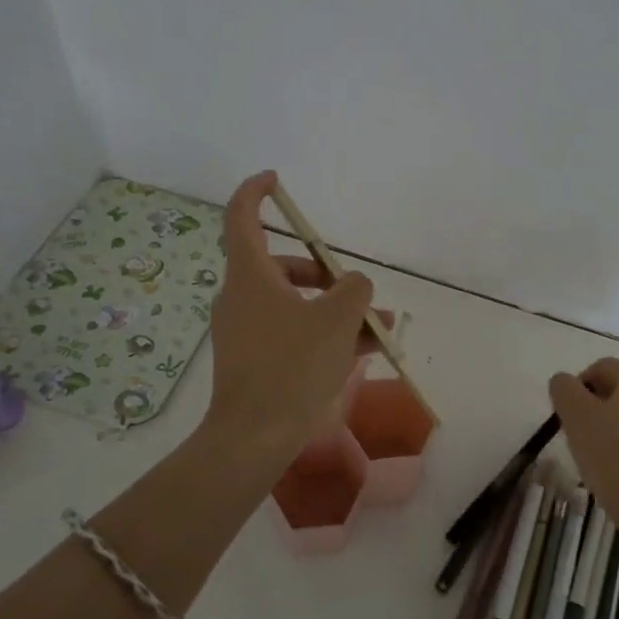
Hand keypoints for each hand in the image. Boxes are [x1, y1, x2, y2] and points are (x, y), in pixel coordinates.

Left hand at [204, 171, 390, 458]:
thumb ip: (354, 290)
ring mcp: (245, 331)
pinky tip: (363, 352)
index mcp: (250, 276)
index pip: (241, 218)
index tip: (275, 180)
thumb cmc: (292, 366)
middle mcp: (242, 297)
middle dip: (325, 274)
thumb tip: (355, 285)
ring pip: (294, 304)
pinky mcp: (253, 360)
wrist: (254, 437)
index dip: (255, 192)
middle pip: (283, 267)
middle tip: (357, 291)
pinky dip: (322, 334)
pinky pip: (292, 333)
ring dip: (334, 310)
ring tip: (377, 329)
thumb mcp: (337, 320)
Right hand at [549, 358, 618, 532]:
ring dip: (602, 428)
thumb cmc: (612, 456)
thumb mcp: (576, 415)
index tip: (566, 413)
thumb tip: (564, 383)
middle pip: (613, 391)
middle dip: (588, 407)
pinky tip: (609, 470)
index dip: (577, 384)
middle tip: (574, 433)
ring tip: (589, 455)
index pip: (601, 366)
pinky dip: (618, 448)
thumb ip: (564, 389)